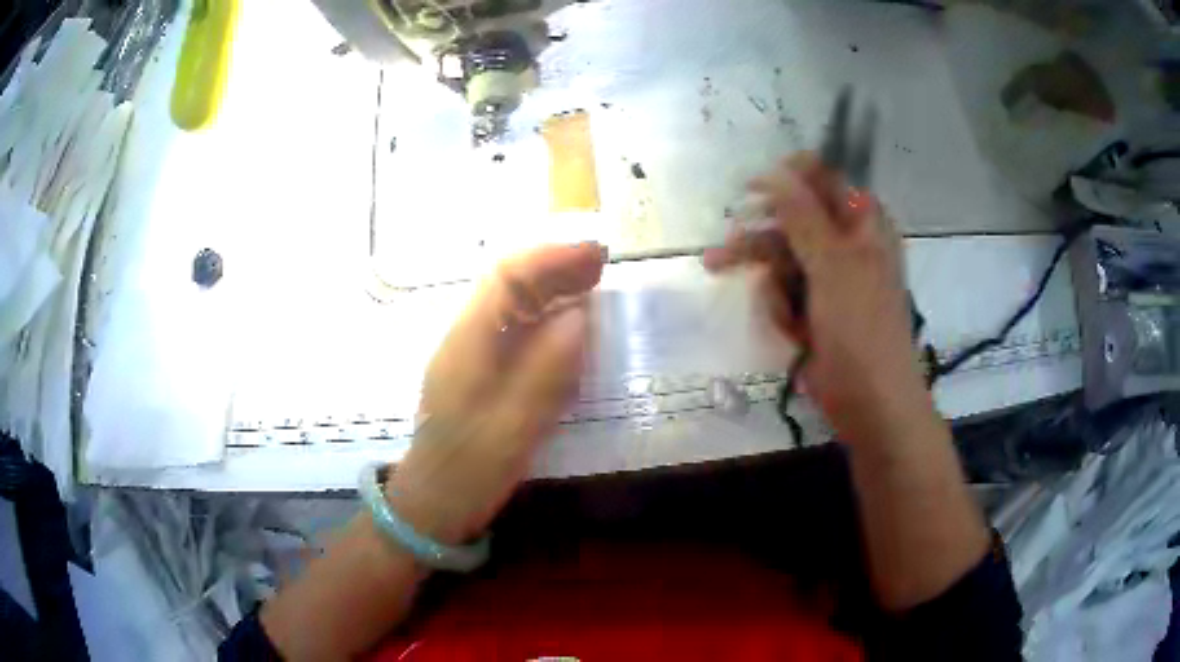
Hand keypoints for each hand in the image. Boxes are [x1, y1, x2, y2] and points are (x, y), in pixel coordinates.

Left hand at [388, 244, 604, 544]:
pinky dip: (544, 314)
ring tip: (592, 282)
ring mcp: (471, 352)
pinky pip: (514, 328)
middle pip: (508, 282)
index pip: (506, 277)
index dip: (550, 257)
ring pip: (511, 302)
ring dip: (550, 285)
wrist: (434, 501)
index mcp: (467, 342)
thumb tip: (580, 316)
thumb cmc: (469, 470)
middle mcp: (466, 336)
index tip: (594, 253)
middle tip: (601, 262)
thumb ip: (545, 371)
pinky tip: (568, 321)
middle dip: (554, 265)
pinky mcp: (481, 370)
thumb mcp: (512, 428)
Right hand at [704, 153, 936, 446]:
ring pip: (782, 261)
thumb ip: (803, 215)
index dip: (784, 181)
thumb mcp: (833, 265)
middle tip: (721, 255)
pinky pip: (786, 293)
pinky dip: (784, 312)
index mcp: (862, 222)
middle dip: (761, 244)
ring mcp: (831, 277)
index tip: (749, 193)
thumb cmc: (861, 328)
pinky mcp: (817, 307)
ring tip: (778, 318)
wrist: (870, 402)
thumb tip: (773, 171)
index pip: (820, 179)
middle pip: (791, 222)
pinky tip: (794, 335)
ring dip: (772, 288)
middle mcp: (846, 242)